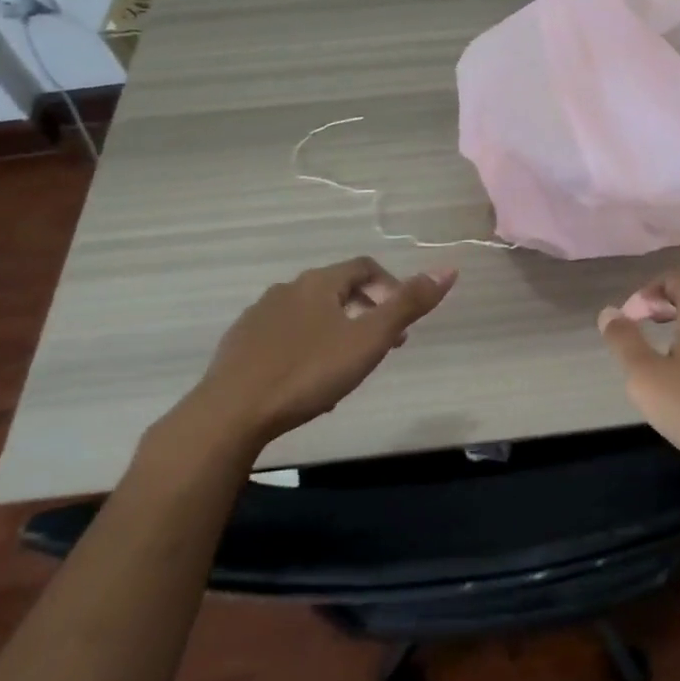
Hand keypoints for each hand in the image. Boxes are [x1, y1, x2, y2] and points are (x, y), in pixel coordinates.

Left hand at [173, 257, 456, 458]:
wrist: (230, 413)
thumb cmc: (308, 373)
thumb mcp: (368, 340)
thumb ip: (408, 305)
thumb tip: (449, 269)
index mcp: (318, 283)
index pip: (364, 267)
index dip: (390, 286)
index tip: (403, 321)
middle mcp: (287, 289)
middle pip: (338, 290)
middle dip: (366, 312)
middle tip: (383, 346)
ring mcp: (259, 316)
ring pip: (311, 315)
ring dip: (337, 331)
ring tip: (348, 367)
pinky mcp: (240, 345)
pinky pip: (285, 337)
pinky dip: (307, 348)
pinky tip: (309, 381)